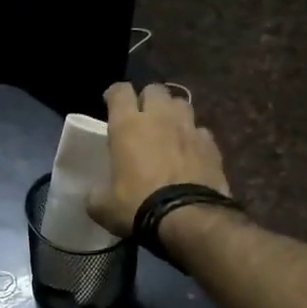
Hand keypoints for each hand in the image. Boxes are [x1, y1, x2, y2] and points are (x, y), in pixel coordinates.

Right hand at [87, 82, 230, 237]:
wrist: (187, 218)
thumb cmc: (137, 206)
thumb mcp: (102, 206)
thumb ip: (95, 193)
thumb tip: (95, 194)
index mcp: (128, 126)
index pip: (120, 91)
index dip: (114, 94)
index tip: (110, 104)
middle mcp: (159, 118)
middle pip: (155, 89)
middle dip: (147, 99)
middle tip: (141, 118)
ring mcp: (189, 129)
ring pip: (181, 103)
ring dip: (172, 113)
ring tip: (167, 130)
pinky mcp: (211, 145)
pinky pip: (200, 131)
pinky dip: (193, 138)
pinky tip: (189, 153)